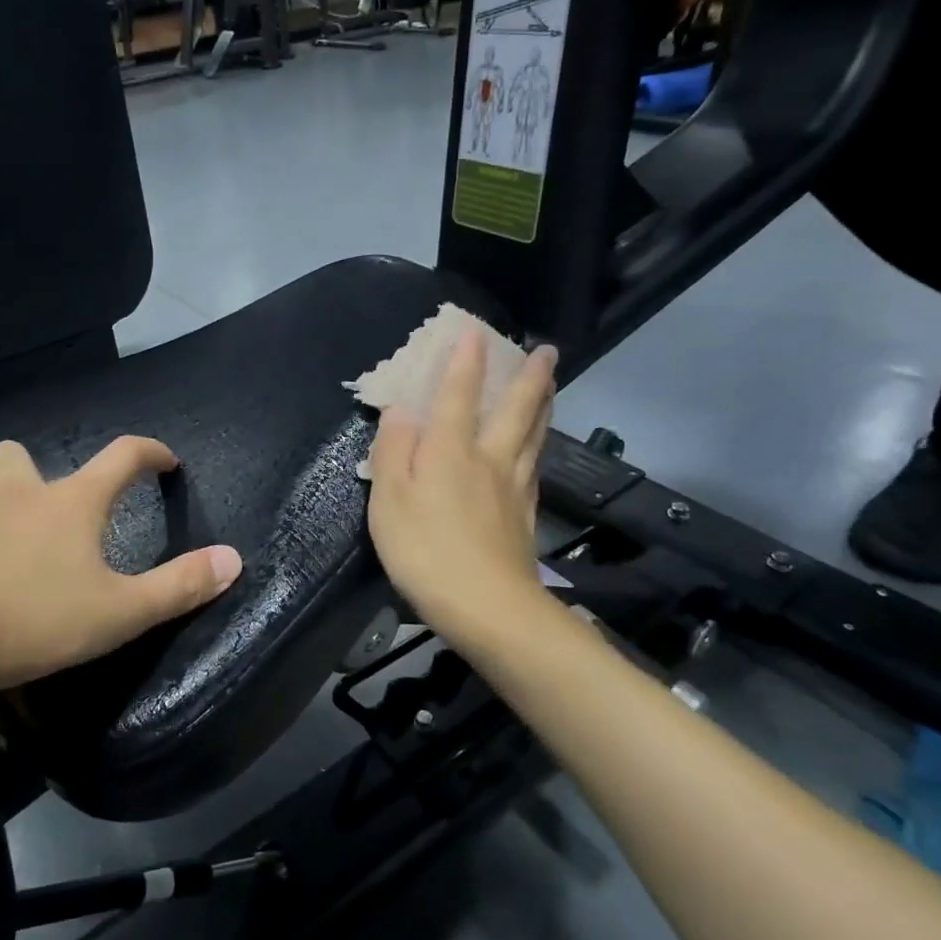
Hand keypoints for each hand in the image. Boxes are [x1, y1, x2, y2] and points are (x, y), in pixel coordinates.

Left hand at [0, 437, 241, 721]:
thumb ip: (179, 586)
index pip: (122, 455)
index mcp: (72, 502)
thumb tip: (234, 558)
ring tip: (5, 538)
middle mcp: (18, 494)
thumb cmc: (34, 618)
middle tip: (52, 508)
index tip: (166, 461)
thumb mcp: (120, 612)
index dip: (150, 452)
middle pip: (22, 455)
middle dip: (38, 470)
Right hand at [367, 330, 557, 652]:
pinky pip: (534, 468)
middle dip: (529, 377)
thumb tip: (401, 411)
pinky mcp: (525, 517)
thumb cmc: (426, 552)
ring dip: (543, 405)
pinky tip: (538, 450)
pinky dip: (539, 447)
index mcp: (450, 452)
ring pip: (533, 436)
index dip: (465, 363)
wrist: (487, 608)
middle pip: (515, 410)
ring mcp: (513, 488)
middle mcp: (488, 460)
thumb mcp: (390, 501)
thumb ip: (393, 452)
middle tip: (545, 350)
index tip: (475, 331)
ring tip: (551, 384)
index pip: (459, 396)